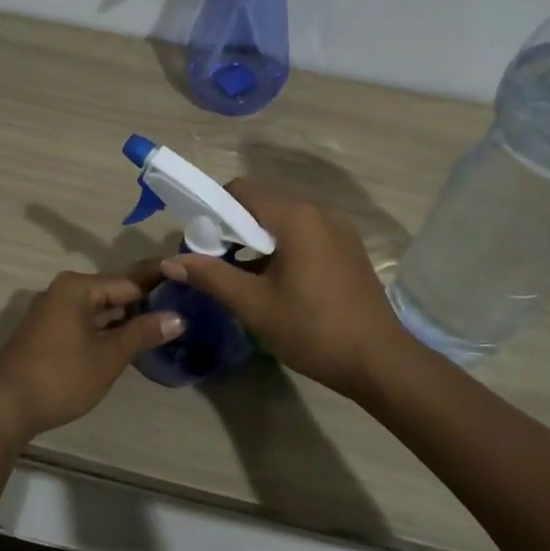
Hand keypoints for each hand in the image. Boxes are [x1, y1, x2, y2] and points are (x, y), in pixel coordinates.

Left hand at [0, 268, 181, 445]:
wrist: (4, 409)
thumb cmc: (61, 376)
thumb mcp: (109, 356)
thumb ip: (143, 332)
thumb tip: (178, 317)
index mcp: (77, 287)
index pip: (128, 282)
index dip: (159, 287)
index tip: (187, 289)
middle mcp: (62, 291)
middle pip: (112, 294)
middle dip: (143, 305)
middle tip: (181, 311)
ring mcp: (51, 313)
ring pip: (98, 311)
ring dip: (124, 321)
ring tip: (161, 328)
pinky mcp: (45, 334)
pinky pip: (84, 324)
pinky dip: (105, 331)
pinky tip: (127, 343)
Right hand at [160, 179, 409, 398]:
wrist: (378, 360)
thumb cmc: (312, 329)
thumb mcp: (254, 305)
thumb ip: (211, 276)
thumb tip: (171, 262)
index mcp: (295, 216)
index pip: (241, 190)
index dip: (214, 210)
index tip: (200, 242)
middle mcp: (319, 210)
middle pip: (263, 202)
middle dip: (234, 226)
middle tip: (216, 263)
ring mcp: (338, 228)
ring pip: (284, 219)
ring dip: (258, 238)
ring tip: (243, 276)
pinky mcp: (348, 247)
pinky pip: (305, 233)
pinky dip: (283, 246)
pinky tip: (277, 281)